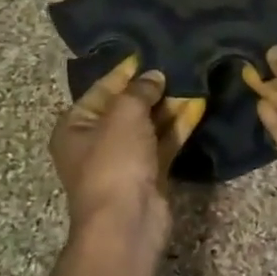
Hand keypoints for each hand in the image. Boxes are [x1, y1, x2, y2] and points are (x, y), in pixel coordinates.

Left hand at [51, 55, 204, 243]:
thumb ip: (139, 90)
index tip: (148, 52)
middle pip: (127, 106)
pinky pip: (165, 142)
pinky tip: (200, 104)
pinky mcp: (149, 174)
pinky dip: (180, 125)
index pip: (102, 88)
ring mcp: (124, 160)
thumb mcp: (124, 114)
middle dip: (152, 88)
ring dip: (170, 104)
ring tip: (194, 78)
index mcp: (76, 126)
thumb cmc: (114, 161)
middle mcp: (97, 141)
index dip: (125, 71)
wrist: (126, 223)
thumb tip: (154, 76)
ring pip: (149, 124)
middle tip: (179, 63)